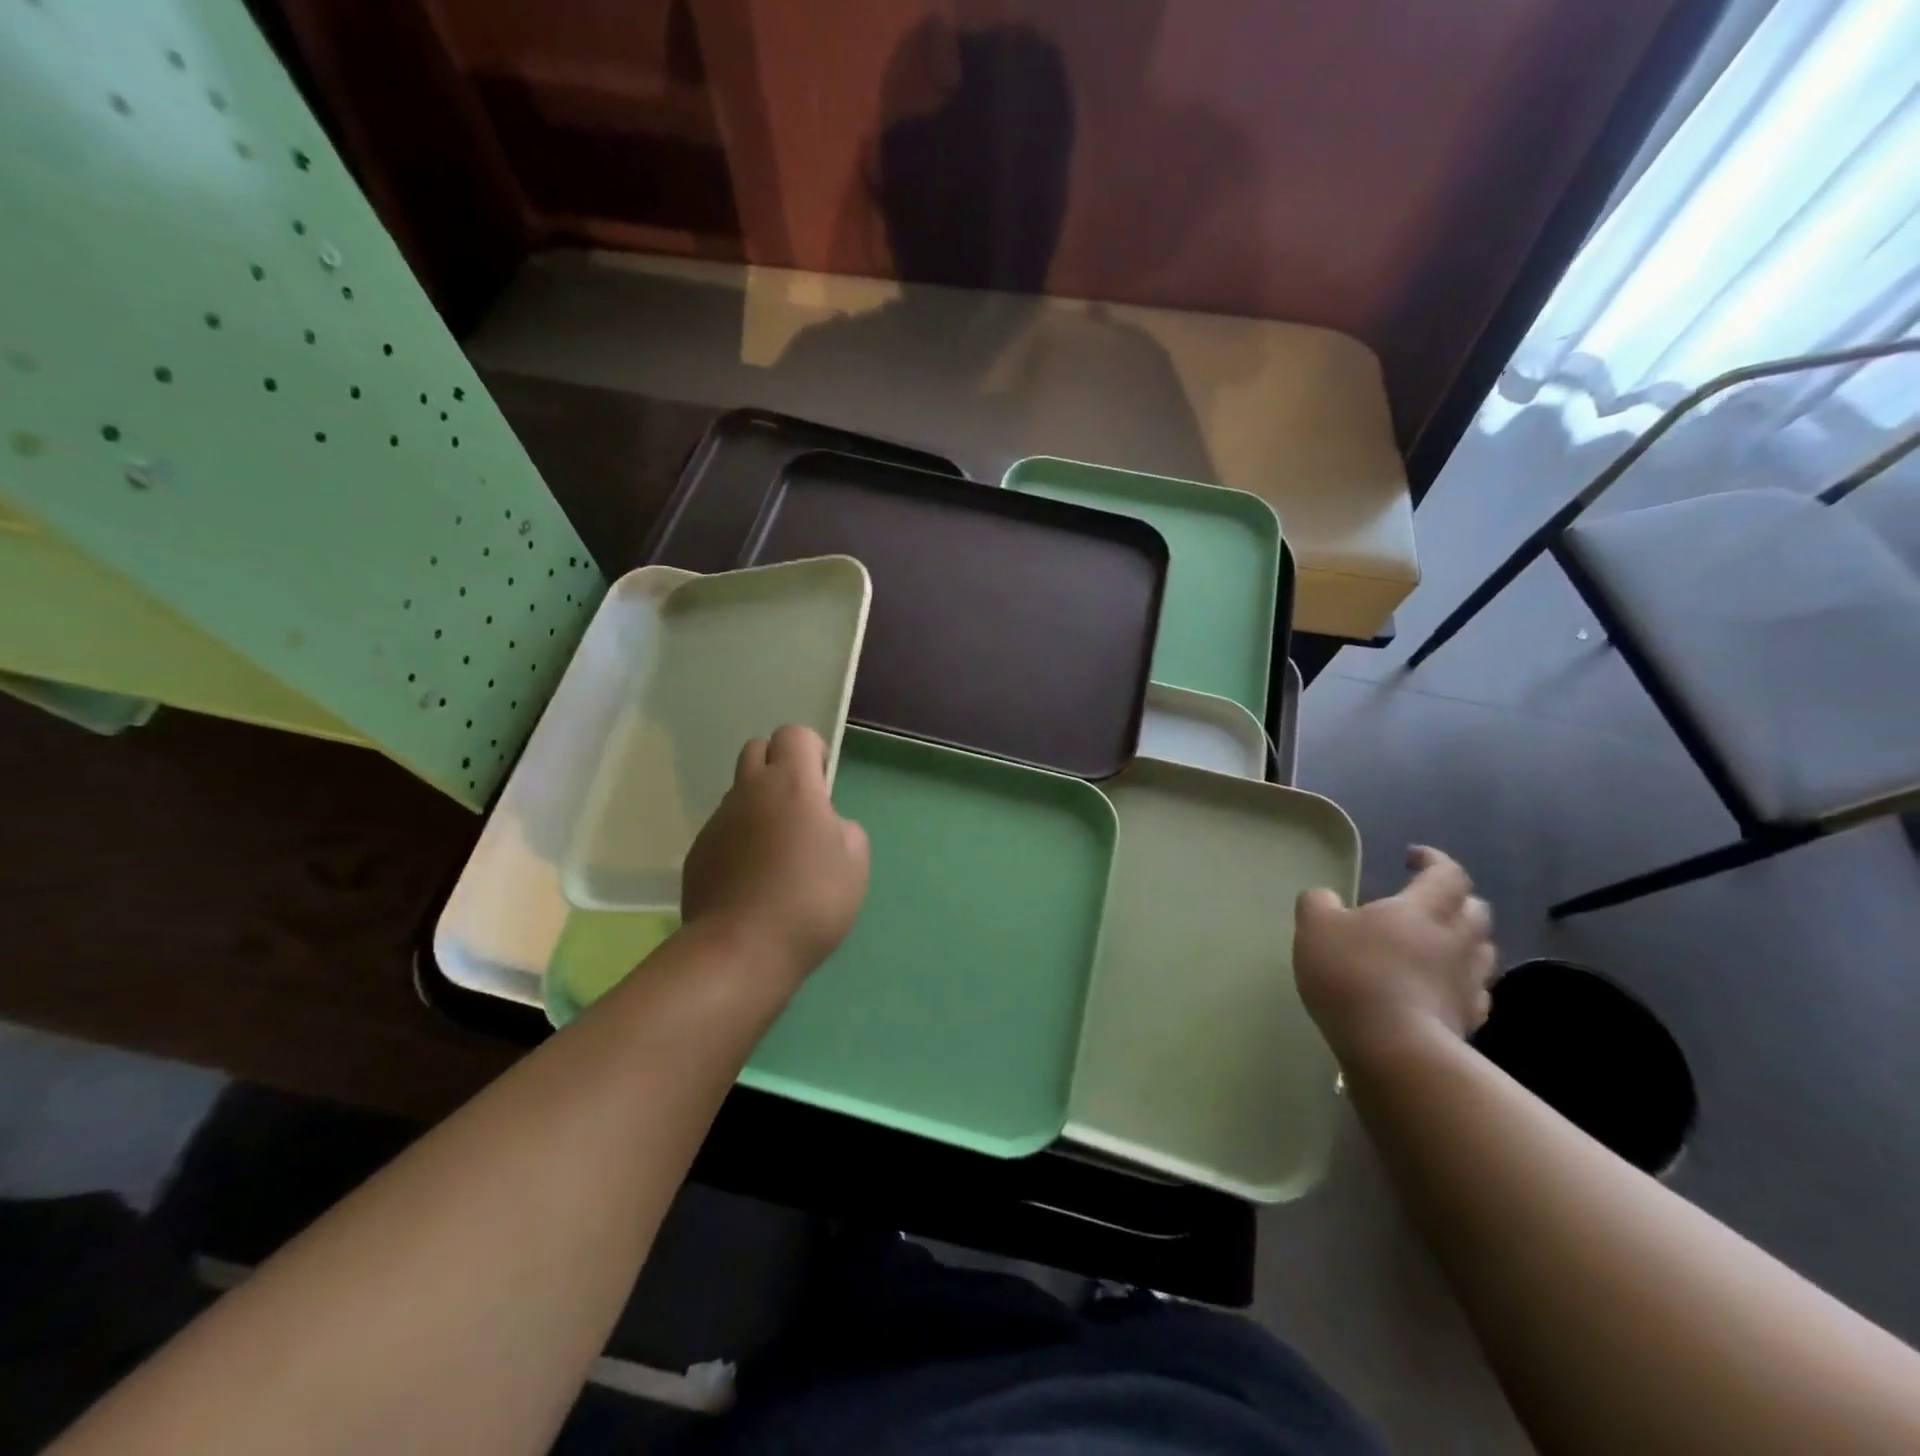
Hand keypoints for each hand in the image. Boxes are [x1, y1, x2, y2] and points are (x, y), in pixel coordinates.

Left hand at [681, 725, 869, 985]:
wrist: (743, 949)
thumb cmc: (811, 899)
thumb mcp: (856, 861)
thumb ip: (843, 828)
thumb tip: (825, 826)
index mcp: (791, 783)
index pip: (794, 734)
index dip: (812, 751)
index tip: (822, 785)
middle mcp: (749, 791)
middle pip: (757, 749)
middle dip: (778, 765)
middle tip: (798, 807)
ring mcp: (717, 821)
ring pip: (738, 791)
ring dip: (758, 804)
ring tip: (775, 850)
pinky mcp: (697, 852)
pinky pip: (722, 829)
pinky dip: (738, 839)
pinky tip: (751, 878)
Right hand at [1294, 845, 1496, 1060]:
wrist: (1394, 1048)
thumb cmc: (1353, 974)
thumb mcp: (1315, 927)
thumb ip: (1318, 903)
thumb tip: (1326, 896)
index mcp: (1421, 909)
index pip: (1447, 874)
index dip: (1434, 861)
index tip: (1412, 858)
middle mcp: (1455, 940)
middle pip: (1475, 910)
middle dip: (1455, 901)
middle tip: (1427, 903)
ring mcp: (1468, 983)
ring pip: (1482, 951)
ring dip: (1464, 941)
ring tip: (1436, 945)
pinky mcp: (1468, 1021)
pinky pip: (1475, 992)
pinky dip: (1462, 983)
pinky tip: (1441, 989)